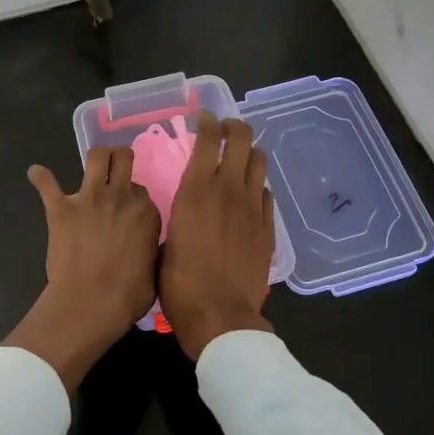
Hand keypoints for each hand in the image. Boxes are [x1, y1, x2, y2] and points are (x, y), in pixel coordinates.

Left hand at [6, 147, 160, 390]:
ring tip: (93, 164)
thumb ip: (152, 250)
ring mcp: (89, 198)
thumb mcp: (155, 272)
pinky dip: (40, 176)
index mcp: (146, 213)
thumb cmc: (127, 296)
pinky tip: (36, 173)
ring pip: (97, 156)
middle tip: (116, 169)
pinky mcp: (60, 208)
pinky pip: (47, 183)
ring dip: (96, 157)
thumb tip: (149, 246)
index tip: (129, 210)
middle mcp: (120, 196)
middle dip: (121, 159)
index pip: (142, 192)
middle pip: (124, 159)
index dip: (135, 199)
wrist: (90, 303)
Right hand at [160, 111, 274, 360]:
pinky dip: (257, 187)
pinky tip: (249, 196)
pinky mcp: (268, 227)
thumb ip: (177, 217)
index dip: (208, 122)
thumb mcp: (164, 243)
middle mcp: (227, 190)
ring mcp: (253, 207)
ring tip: (239, 159)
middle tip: (225, 131)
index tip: (204, 118)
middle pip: (242, 139)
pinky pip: (266, 194)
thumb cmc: (180, 284)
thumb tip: (182, 211)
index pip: (209, 139)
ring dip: (249, 153)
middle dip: (234, 127)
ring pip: (259, 161)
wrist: (221, 316)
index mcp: (196, 190)